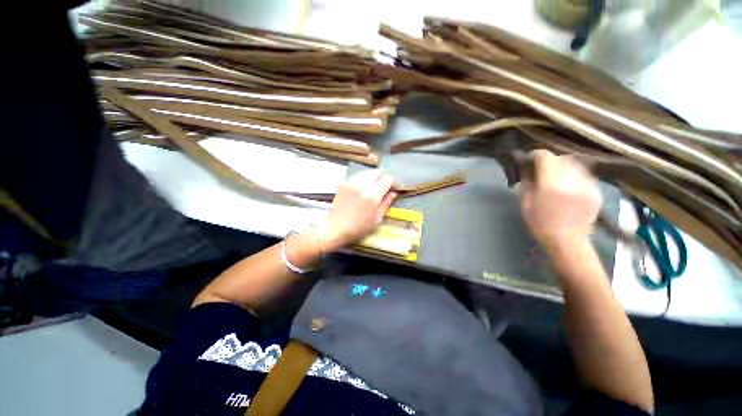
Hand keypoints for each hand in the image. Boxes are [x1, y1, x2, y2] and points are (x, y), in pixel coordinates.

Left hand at [317, 169, 396, 251]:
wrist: (337, 227)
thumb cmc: (359, 227)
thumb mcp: (377, 218)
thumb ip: (386, 203)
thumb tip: (394, 192)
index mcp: (373, 195)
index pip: (388, 179)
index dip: (392, 182)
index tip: (392, 188)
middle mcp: (363, 185)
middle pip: (377, 172)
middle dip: (382, 177)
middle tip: (383, 186)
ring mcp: (351, 182)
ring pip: (367, 172)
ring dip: (372, 177)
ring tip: (372, 187)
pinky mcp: (343, 182)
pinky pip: (357, 176)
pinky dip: (362, 179)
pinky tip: (361, 188)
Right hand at [520, 150, 601, 248]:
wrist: (567, 241)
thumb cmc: (540, 223)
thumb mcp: (525, 202)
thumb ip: (527, 182)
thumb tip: (527, 168)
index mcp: (552, 183)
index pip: (545, 157)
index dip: (535, 155)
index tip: (529, 159)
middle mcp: (572, 179)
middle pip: (560, 158)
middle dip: (548, 161)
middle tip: (540, 170)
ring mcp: (587, 184)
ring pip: (574, 164)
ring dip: (562, 166)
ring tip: (555, 177)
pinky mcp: (596, 190)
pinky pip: (583, 174)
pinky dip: (573, 175)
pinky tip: (568, 186)